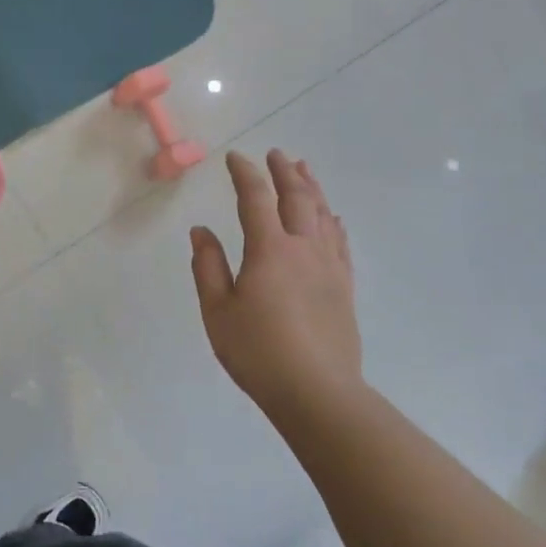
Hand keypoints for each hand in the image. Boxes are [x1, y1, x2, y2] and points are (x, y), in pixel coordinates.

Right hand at [190, 151, 361, 411]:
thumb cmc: (258, 352)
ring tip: (304, 169)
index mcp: (269, 250)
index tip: (235, 158)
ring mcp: (329, 267)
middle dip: (284, 172)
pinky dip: (334, 222)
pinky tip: (333, 217)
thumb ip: (208, 266)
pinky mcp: (344, 287)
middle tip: (276, 154)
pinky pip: (341, 242)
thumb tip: (201, 231)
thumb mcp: (218, 312)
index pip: (255, 198)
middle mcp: (303, 249)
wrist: (317, 392)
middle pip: (297, 198)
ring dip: (312, 188)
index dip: (245, 174)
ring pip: (323, 214)